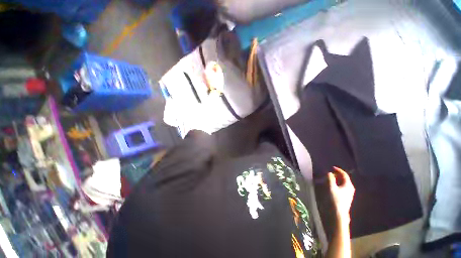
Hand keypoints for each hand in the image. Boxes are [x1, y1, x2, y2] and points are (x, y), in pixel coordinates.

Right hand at [328, 167, 354, 224]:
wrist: (338, 214)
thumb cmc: (335, 200)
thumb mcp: (331, 188)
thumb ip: (330, 179)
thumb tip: (329, 173)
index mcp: (348, 185)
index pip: (344, 175)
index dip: (338, 170)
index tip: (331, 167)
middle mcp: (350, 189)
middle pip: (344, 179)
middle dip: (337, 175)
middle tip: (330, 173)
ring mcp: (348, 194)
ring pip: (343, 184)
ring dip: (337, 180)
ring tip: (329, 178)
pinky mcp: (345, 198)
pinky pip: (341, 187)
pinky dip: (337, 184)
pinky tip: (332, 186)